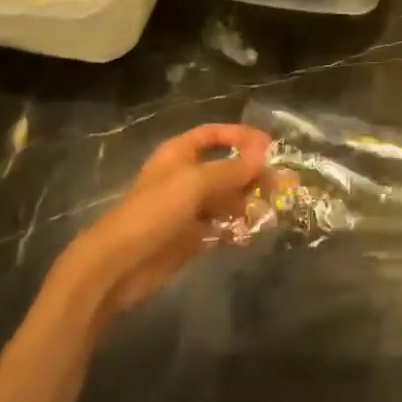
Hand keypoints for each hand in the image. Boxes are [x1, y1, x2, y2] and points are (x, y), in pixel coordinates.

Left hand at [51, 124, 270, 328]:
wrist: (118, 266)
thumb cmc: (154, 212)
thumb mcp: (195, 183)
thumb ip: (231, 170)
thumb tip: (264, 155)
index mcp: (179, 154)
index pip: (213, 135)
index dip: (240, 136)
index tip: (269, 146)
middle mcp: (184, 177)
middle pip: (224, 168)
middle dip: (252, 174)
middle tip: (284, 183)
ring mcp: (186, 209)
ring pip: (225, 199)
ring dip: (248, 202)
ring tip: (274, 209)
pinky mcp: (188, 238)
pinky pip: (219, 227)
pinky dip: (236, 228)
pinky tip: (254, 232)